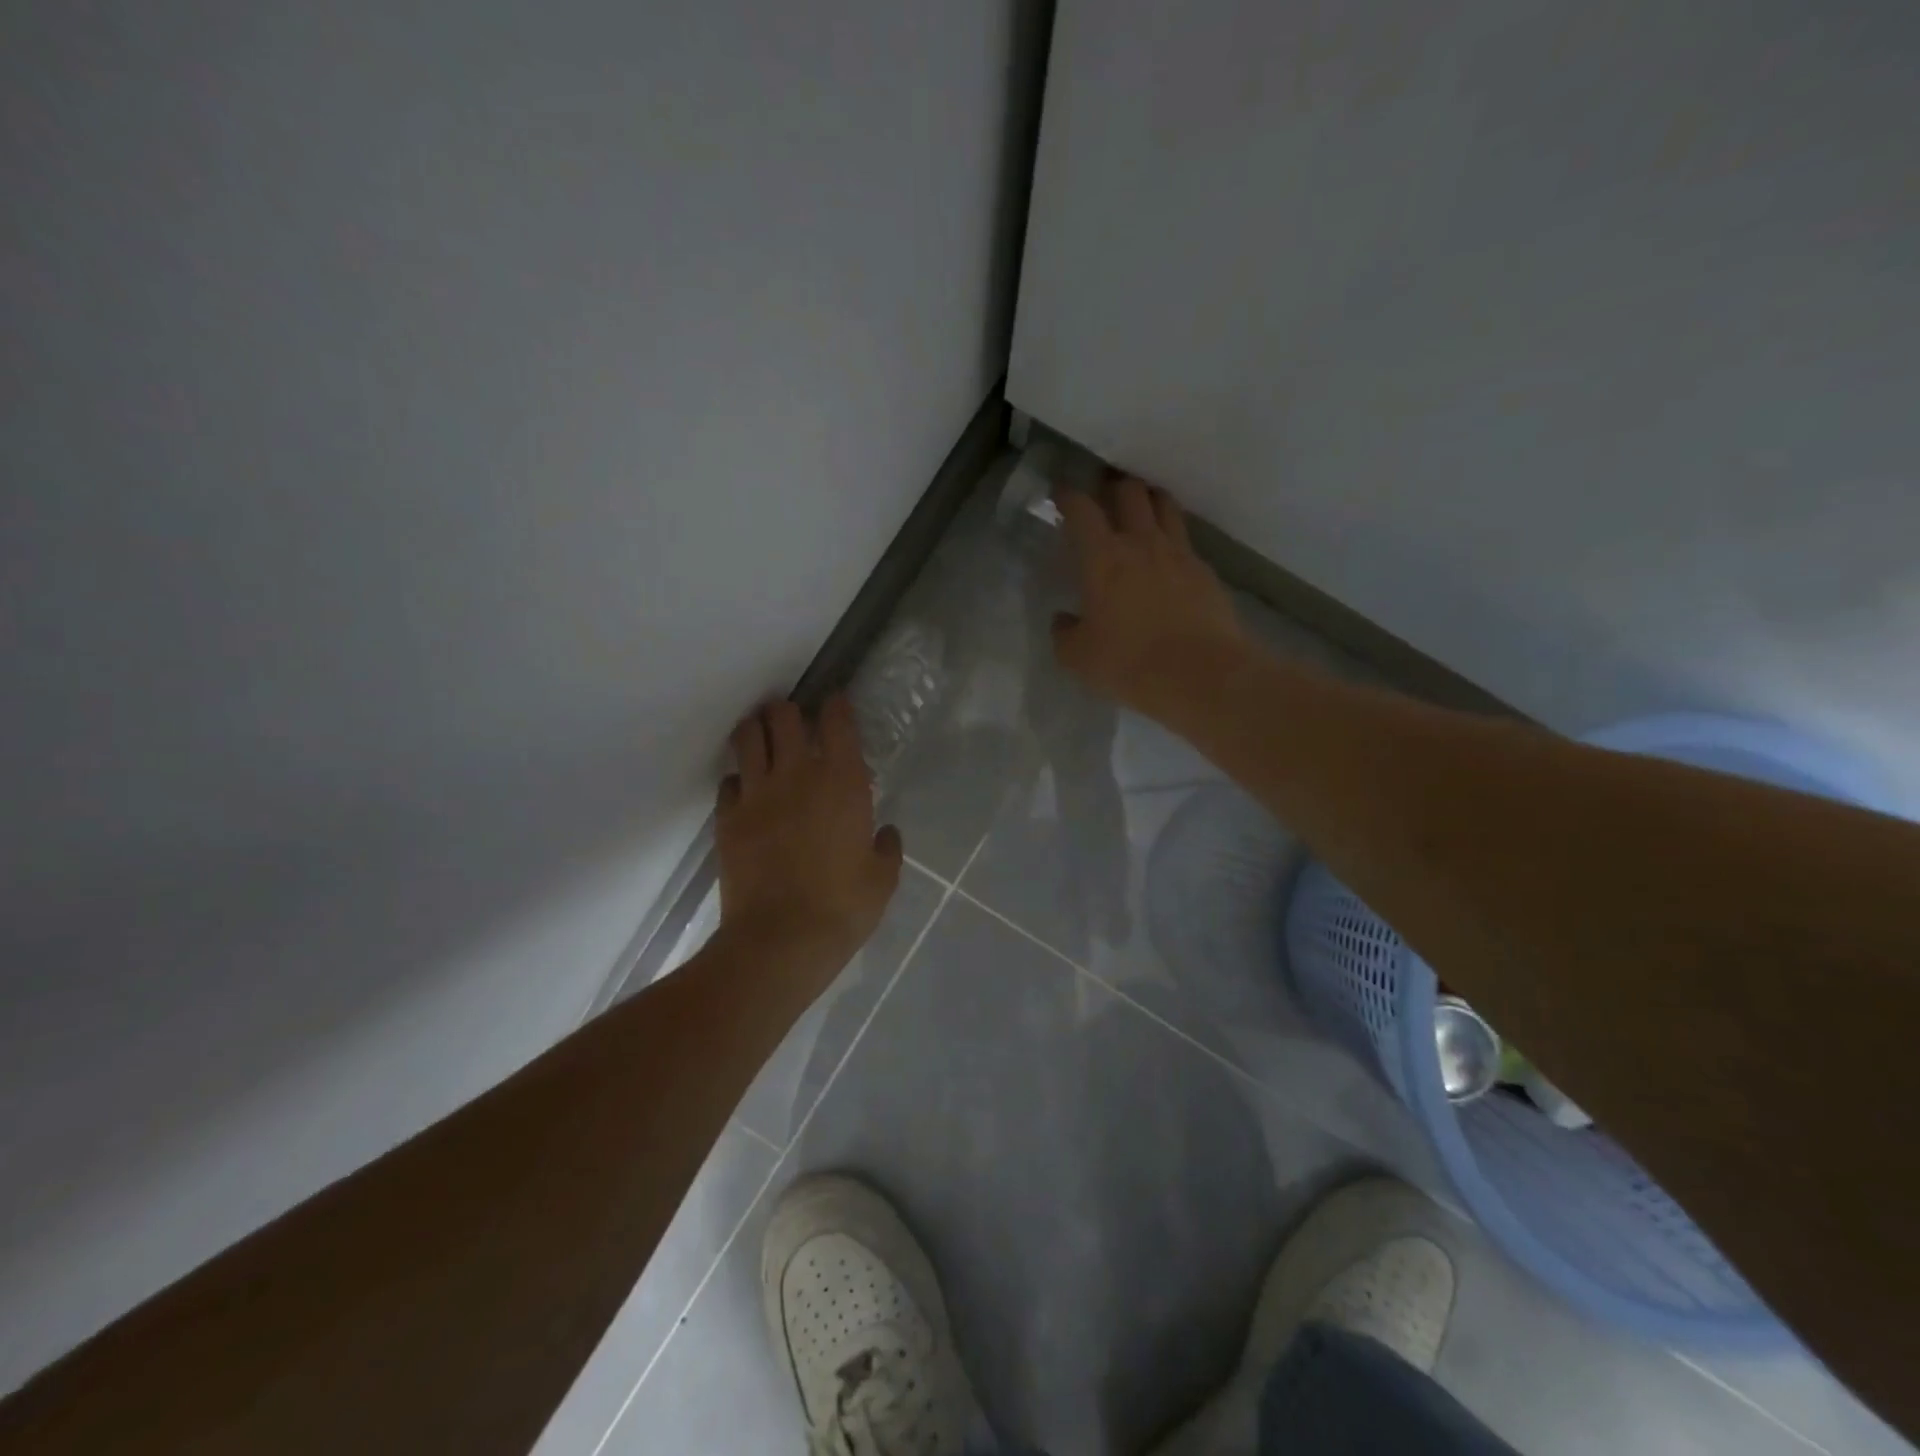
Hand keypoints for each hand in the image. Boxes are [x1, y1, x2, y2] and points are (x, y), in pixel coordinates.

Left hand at [714, 696, 902, 988]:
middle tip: (794, 721)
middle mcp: (797, 775)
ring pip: (747, 737)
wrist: (780, 940)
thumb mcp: (882, 879)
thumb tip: (885, 833)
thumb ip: (886, 848)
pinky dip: (739, 778)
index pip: (837, 722)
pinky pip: (729, 781)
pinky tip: (747, 790)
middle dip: (788, 711)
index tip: (836, 703)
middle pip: (783, 716)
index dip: (836, 705)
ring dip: (756, 730)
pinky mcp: (727, 818)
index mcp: (842, 782)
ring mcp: (757, 794)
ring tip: (763, 737)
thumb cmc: (842, 907)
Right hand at [1052, 478, 1248, 715]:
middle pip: (1130, 491)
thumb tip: (1064, 620)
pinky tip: (1168, 557)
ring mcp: (1179, 554)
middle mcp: (1142, 543)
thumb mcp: (1078, 657)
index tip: (1060, 493)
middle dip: (1113, 486)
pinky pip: (1186, 540)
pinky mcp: (1205, 572)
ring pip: (1164, 505)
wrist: (1201, 675)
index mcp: (1103, 558)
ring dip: (1149, 500)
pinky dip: (1173, 538)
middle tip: (1103, 493)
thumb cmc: (1130, 663)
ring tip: (1140, 509)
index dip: (1068, 496)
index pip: (1082, 510)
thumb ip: (1065, 633)